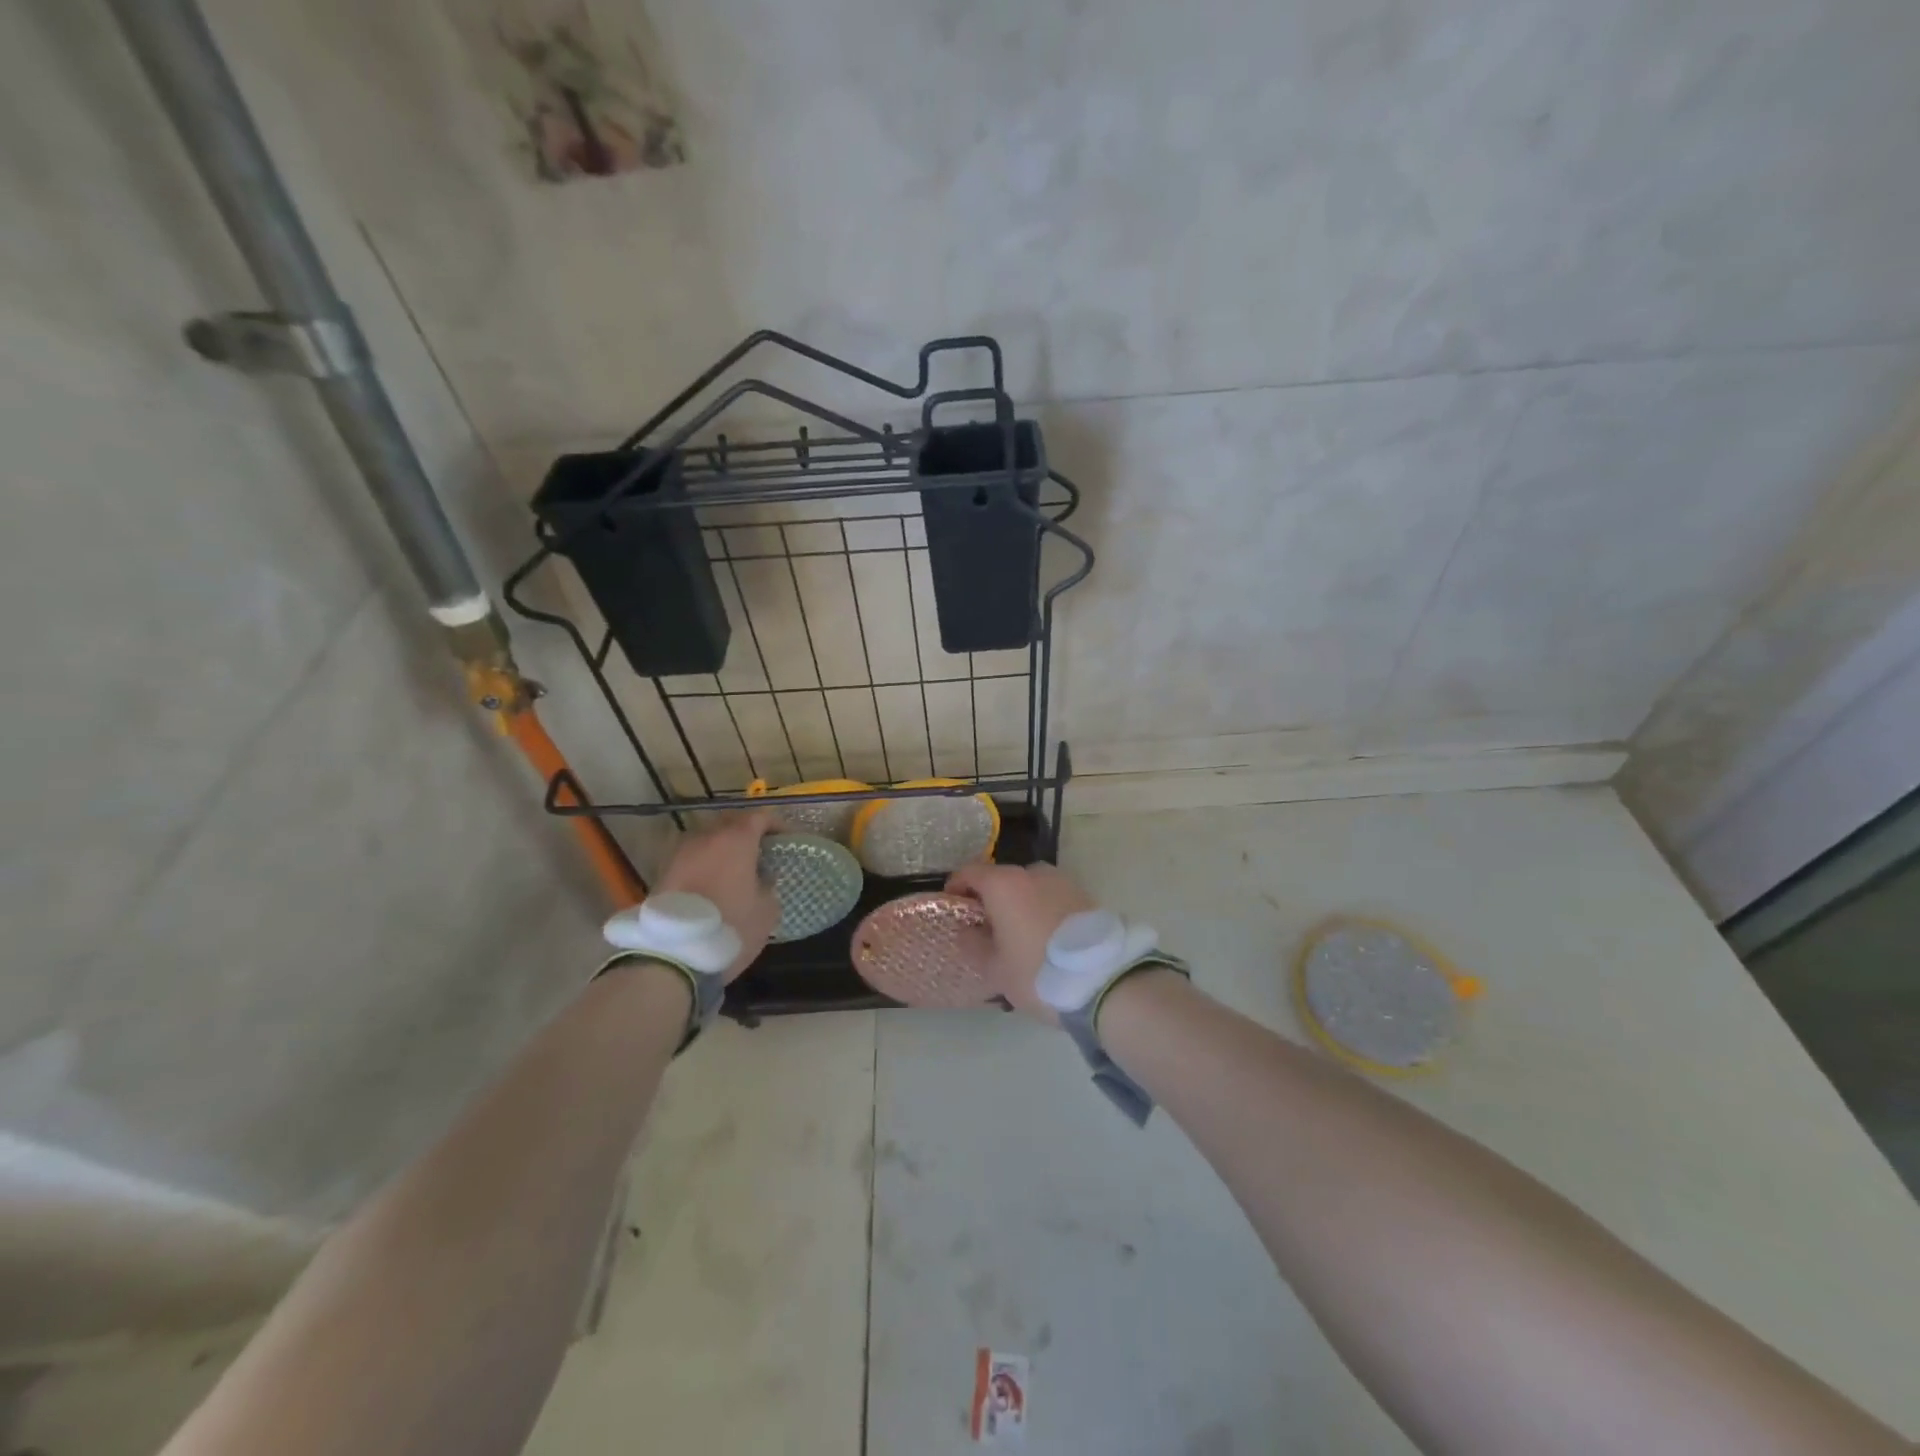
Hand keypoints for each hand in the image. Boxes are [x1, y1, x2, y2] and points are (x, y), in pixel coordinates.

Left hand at [654, 809, 781, 980]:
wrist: (671, 954)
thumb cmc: (729, 926)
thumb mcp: (766, 911)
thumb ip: (769, 886)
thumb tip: (762, 879)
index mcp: (736, 840)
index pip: (760, 816)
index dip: (776, 824)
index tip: (786, 839)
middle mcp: (706, 837)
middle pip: (731, 822)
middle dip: (748, 832)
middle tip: (762, 851)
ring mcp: (680, 853)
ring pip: (708, 839)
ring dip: (723, 848)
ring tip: (736, 869)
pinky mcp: (663, 872)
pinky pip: (692, 858)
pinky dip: (706, 864)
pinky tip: (714, 884)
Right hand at [944, 862, 1095, 1021]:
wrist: (1105, 981)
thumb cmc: (1038, 972)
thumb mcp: (995, 969)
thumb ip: (973, 945)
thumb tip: (967, 931)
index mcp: (1005, 884)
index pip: (970, 872)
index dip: (956, 887)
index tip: (953, 906)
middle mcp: (1033, 873)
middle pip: (1003, 879)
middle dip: (991, 898)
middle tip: (988, 928)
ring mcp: (1063, 881)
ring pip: (1030, 888)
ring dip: (1020, 904)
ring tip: (1020, 936)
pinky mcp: (1086, 896)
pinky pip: (1053, 898)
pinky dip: (1043, 910)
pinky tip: (1046, 939)